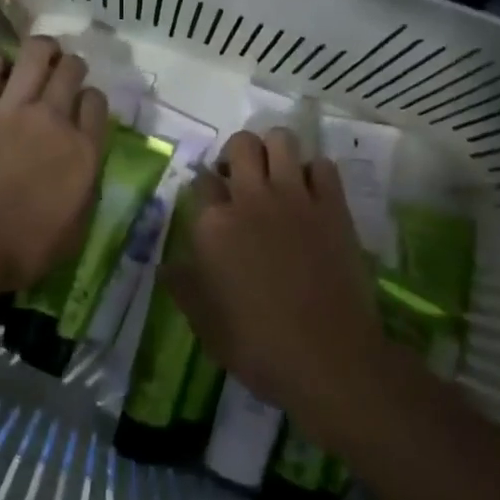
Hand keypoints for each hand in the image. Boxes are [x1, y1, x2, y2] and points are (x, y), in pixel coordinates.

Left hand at [0, 36, 110, 292]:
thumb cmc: (22, 249)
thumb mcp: (74, 231)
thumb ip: (84, 191)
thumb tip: (82, 172)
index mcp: (83, 150)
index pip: (97, 103)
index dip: (90, 100)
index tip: (82, 107)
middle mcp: (53, 119)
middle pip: (71, 70)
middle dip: (71, 66)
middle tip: (63, 73)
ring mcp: (11, 108)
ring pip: (35, 54)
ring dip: (41, 50)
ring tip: (39, 54)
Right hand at [165, 128, 386, 434]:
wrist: (329, 360)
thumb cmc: (258, 347)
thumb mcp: (205, 325)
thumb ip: (183, 286)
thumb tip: (166, 264)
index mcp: (213, 225)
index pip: (200, 180)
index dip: (204, 189)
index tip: (210, 203)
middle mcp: (250, 199)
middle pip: (240, 144)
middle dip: (236, 154)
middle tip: (240, 180)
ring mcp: (295, 197)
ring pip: (281, 139)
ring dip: (274, 151)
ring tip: (275, 176)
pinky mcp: (332, 206)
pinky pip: (322, 165)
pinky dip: (314, 172)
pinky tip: (310, 194)